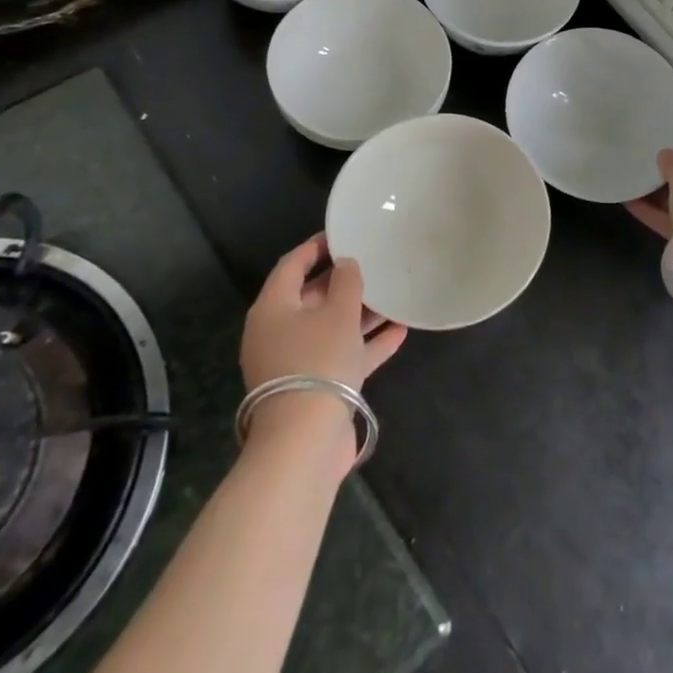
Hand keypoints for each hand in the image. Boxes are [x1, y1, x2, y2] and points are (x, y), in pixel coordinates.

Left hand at [240, 233, 407, 394]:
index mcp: (273, 308)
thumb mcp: (338, 312)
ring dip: (360, 313)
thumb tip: (346, 264)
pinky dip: (366, 343)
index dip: (317, 246)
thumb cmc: (318, 360)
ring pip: (330, 327)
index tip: (344, 233)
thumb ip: (346, 281)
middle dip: (343, 281)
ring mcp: (296, 362)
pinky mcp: (316, 387)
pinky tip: (399, 331)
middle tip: (373, 262)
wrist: (307, 439)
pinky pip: (343, 355)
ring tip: (392, 294)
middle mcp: (279, 332)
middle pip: (312, 297)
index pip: (292, 265)